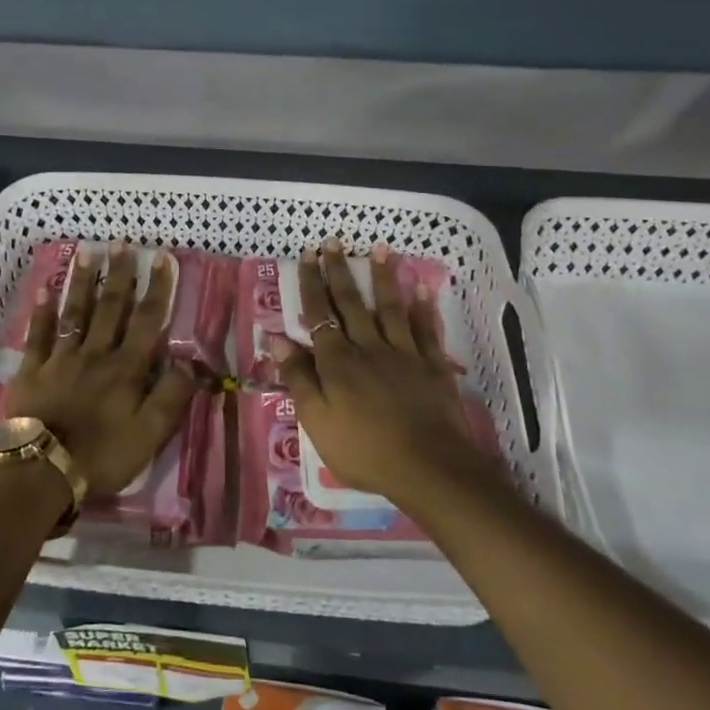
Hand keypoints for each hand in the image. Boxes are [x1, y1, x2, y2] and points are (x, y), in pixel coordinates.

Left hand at [8, 242, 197, 495]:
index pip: (147, 321)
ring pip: (75, 312)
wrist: (41, 471)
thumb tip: (192, 362)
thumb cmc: (101, 456)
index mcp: (126, 368)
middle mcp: (96, 353)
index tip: (161, 258)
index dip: (157, 288)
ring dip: (82, 281)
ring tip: (86, 251)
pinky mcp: (32, 370)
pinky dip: (42, 311)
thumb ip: (171, 396)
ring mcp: (61, 358)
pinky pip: (38, 334)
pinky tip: (44, 288)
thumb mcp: (149, 434)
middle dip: (119, 273)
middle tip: (121, 241)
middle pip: (110, 307)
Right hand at [269, 241, 486, 513]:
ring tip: (380, 249)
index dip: (311, 283)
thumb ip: (299, 378)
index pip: (319, 313)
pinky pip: (426, 330)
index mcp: (337, 361)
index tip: (307, 254)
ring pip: (390, 307)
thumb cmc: (364, 450)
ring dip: (383, 277)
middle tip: (333, 241)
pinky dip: (423, 308)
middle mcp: (368, 347)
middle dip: (340, 270)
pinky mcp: (432, 366)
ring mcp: (404, 353)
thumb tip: (277, 339)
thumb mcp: (317, 421)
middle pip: (351, 302)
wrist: (429, 468)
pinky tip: (421, 288)